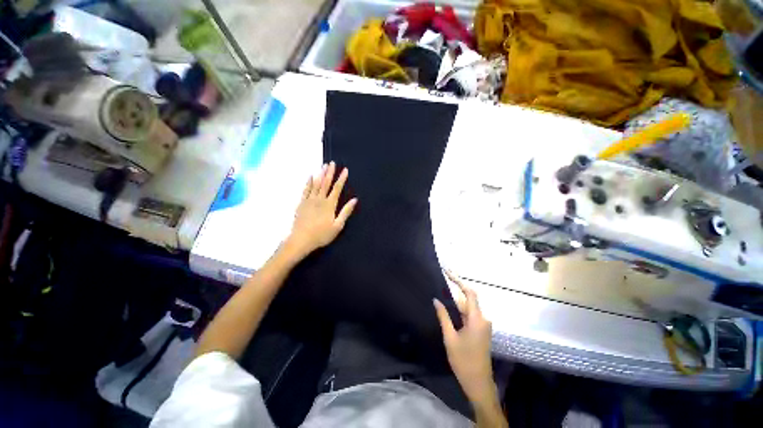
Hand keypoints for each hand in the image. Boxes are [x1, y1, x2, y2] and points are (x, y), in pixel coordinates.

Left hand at [284, 162, 357, 259]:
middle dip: (330, 172)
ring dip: (320, 174)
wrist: (301, 240)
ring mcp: (309, 200)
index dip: (341, 179)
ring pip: (316, 184)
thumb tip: (354, 200)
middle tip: (332, 163)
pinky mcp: (301, 203)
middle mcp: (320, 199)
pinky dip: (308, 182)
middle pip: (326, 183)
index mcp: (330, 205)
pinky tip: (310, 176)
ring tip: (323, 165)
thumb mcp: (337, 226)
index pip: (337, 188)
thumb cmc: (321, 234)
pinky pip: (305, 190)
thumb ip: (346, 212)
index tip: (345, 170)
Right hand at [434, 270, 494, 403]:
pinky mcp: (480, 330)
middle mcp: (482, 319)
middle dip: (456, 288)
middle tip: (443, 277)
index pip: (469, 293)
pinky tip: (449, 305)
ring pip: (468, 306)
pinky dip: (459, 308)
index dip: (459, 281)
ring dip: (457, 298)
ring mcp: (482, 325)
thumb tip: (436, 300)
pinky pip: (469, 314)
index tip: (448, 272)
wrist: (478, 382)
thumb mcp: (450, 337)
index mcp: (477, 319)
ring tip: (443, 288)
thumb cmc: (463, 360)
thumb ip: (444, 316)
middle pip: (469, 298)